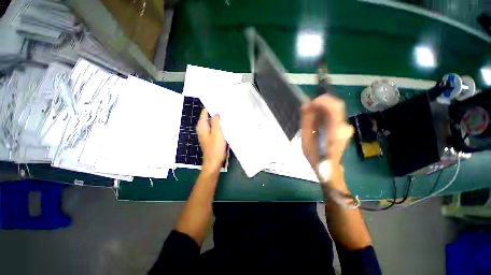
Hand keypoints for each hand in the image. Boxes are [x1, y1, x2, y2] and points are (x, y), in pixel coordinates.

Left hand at [196, 109, 226, 172]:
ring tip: (228, 115)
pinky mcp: (211, 137)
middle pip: (209, 117)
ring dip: (219, 120)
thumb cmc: (215, 148)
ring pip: (213, 123)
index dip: (212, 106)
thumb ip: (216, 122)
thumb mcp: (217, 133)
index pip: (205, 112)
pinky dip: (220, 126)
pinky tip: (226, 125)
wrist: (214, 162)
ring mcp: (207, 133)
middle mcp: (203, 128)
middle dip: (217, 113)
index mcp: (202, 126)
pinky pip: (215, 128)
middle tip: (226, 108)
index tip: (220, 103)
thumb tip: (216, 113)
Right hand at [301, 95, 352, 188]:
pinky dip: (323, 113)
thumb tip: (306, 106)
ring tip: (309, 115)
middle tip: (307, 108)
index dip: (322, 101)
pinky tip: (315, 119)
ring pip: (334, 109)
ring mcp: (345, 127)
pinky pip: (333, 115)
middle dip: (321, 103)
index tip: (309, 104)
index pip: (334, 107)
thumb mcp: (306, 140)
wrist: (329, 169)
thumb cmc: (316, 157)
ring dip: (321, 108)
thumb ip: (306, 122)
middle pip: (336, 105)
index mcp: (336, 131)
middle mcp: (344, 127)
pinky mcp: (343, 128)